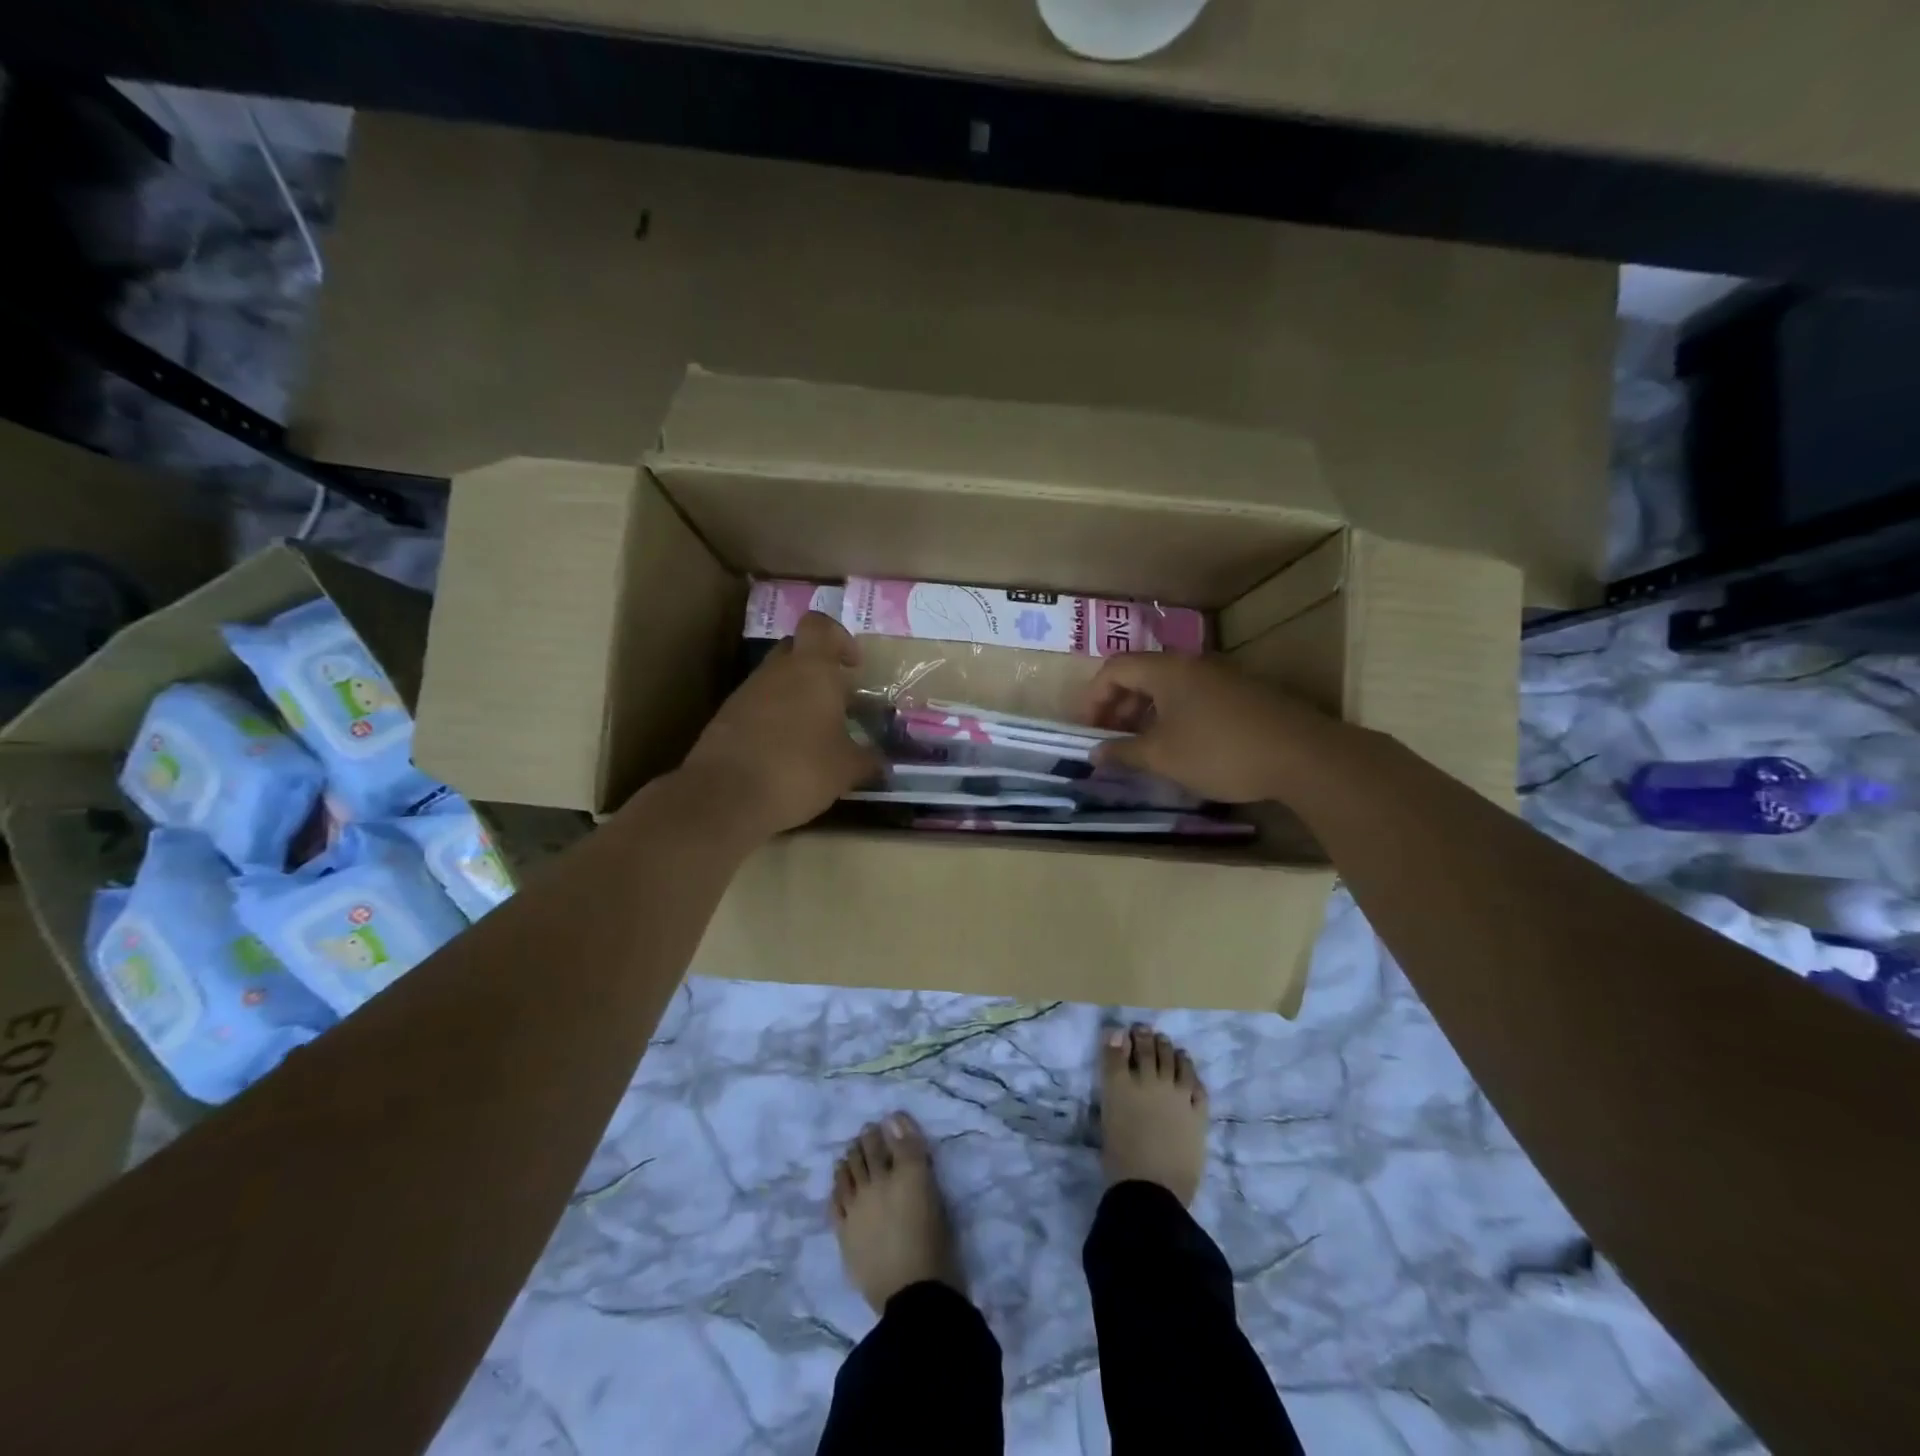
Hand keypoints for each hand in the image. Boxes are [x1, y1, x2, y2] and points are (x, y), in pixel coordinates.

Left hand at [682, 612, 883, 835]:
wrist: (725, 796)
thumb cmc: (799, 769)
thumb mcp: (847, 769)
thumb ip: (868, 759)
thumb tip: (881, 761)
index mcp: (811, 669)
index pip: (821, 626)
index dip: (839, 637)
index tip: (852, 665)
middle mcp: (776, 671)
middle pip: (796, 651)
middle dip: (816, 669)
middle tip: (835, 700)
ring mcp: (745, 693)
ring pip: (774, 681)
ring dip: (794, 698)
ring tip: (813, 734)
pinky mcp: (725, 719)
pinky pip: (756, 707)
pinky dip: (772, 721)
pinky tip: (784, 753)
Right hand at [1083, 653, 1339, 802]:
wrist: (1302, 756)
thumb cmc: (1220, 752)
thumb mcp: (1163, 757)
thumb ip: (1124, 753)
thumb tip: (1095, 754)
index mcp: (1167, 670)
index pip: (1115, 668)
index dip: (1093, 698)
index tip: (1089, 730)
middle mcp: (1193, 664)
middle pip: (1141, 674)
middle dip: (1118, 705)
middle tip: (1112, 739)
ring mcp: (1222, 676)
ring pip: (1169, 687)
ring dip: (1146, 713)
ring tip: (1142, 746)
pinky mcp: (1243, 694)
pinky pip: (1194, 696)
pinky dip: (1174, 715)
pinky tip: (1180, 746)